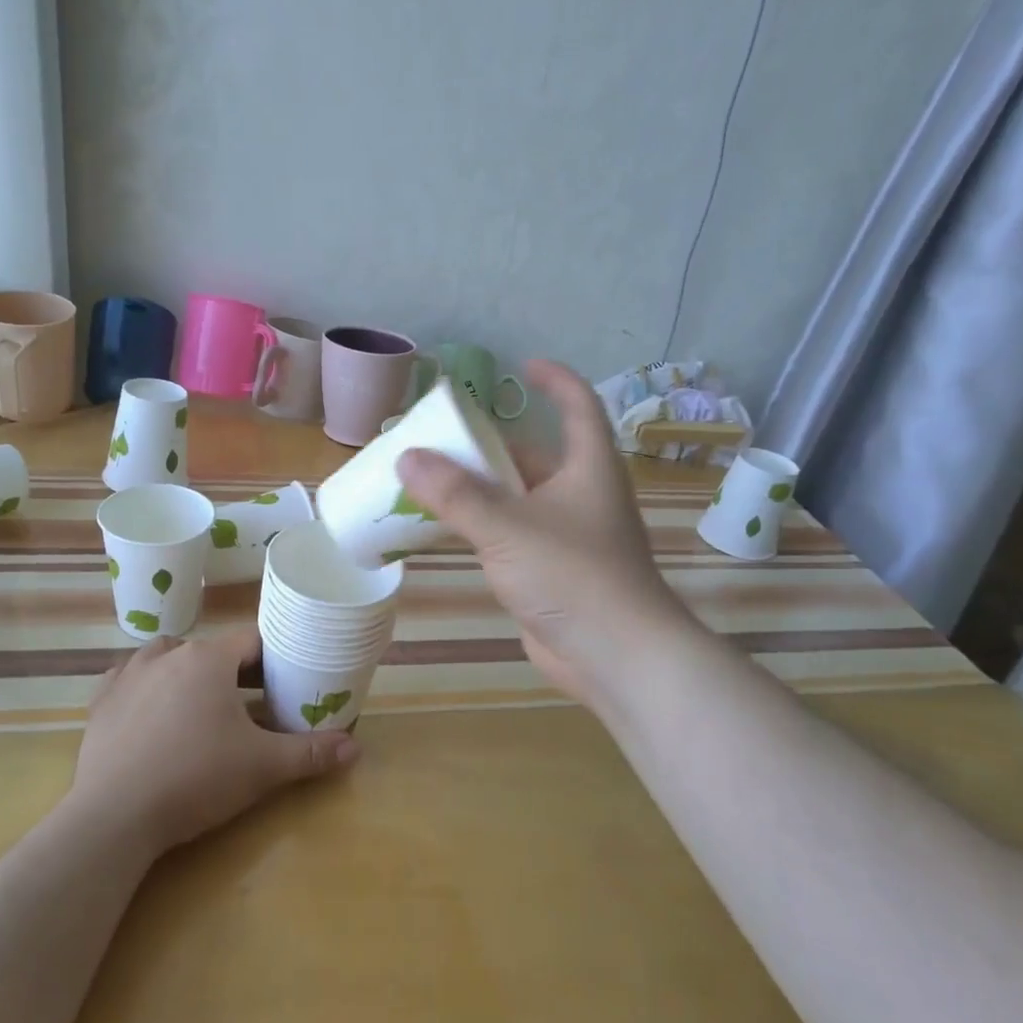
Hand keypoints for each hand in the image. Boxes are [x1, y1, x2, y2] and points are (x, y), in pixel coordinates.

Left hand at [72, 627, 358, 853]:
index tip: (285, 682)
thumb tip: (356, 747)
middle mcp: (168, 654)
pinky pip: (127, 678)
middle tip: (251, 703)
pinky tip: (150, 709)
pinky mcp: (101, 701)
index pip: (252, 641)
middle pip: (211, 649)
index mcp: (209, 659)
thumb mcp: (262, 768)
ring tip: (199, 702)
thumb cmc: (196, 779)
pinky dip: (144, 686)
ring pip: (167, 656)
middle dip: (233, 671)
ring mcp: (128, 674)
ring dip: (186, 671)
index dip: (273, 659)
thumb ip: (311, 753)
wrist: (115, 817)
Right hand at [397, 360, 687, 715]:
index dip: (554, 380)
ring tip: (429, 479)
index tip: (521, 366)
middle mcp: (581, 495)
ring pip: (517, 499)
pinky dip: (481, 527)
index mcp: (587, 468)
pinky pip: (511, 536)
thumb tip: (407, 457)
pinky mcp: (552, 572)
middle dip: (489, 446)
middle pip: (534, 456)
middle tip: (441, 438)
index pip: (578, 405)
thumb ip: (454, 493)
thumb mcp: (506, 527)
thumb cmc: (572, 575)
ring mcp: (568, 536)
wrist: (615, 655)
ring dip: (479, 490)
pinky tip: (446, 529)